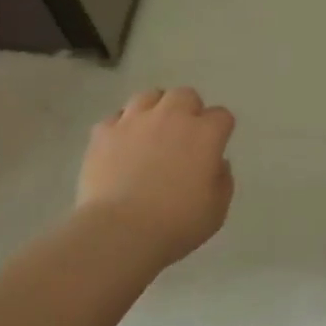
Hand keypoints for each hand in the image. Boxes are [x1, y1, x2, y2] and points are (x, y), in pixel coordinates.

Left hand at [77, 88, 235, 265]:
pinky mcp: (104, 131)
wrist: (120, 230)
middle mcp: (171, 116)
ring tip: (151, 133)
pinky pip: (116, 118)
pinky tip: (122, 146)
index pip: (221, 116)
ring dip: (155, 110)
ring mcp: (134, 120)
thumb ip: (222, 180)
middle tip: (183, 136)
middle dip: (188, 110)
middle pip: (185, 95)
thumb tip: (215, 163)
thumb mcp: (216, 210)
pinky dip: (122, 128)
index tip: (214, 148)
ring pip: (149, 96)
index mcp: (204, 134)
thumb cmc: (176, 223)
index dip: (220, 130)